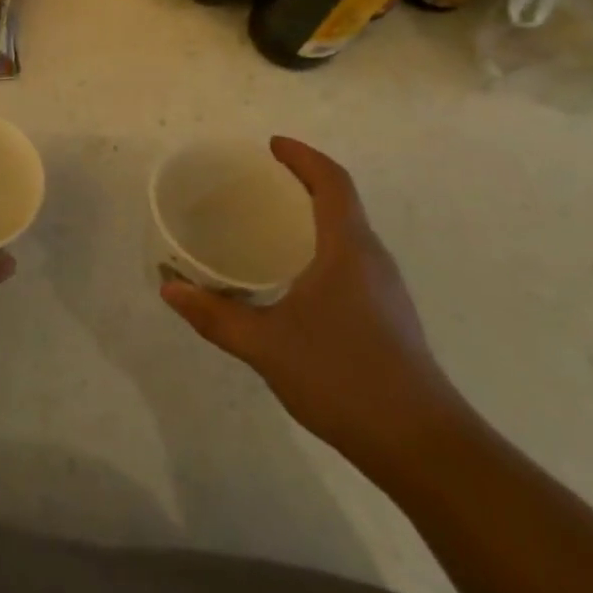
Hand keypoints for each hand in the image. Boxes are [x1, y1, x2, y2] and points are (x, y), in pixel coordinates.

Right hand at [160, 136, 465, 468]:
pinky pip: (351, 261)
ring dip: (314, 216)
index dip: (303, 156)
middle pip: (342, 202)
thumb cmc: (343, 378)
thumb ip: (215, 315)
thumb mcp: (266, 345)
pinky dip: (321, 247)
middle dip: (304, 182)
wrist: (423, 447)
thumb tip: (169, 288)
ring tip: (270, 224)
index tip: (271, 145)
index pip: (332, 182)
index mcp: (348, 249)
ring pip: (348, 234)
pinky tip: (294, 278)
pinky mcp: (388, 317)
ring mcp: (386, 290)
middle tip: (259, 181)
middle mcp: (372, 259)